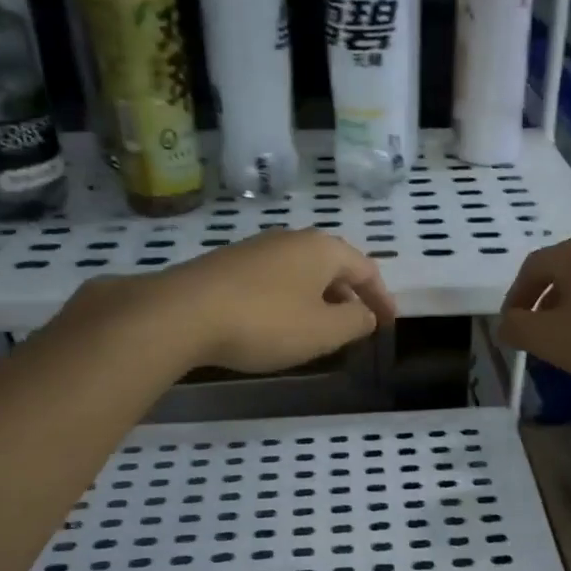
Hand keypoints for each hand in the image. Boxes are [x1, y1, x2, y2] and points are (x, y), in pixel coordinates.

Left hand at [99, 229, 395, 373]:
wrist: (182, 313)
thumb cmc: (265, 322)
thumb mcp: (322, 331)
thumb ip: (354, 322)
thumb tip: (365, 314)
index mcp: (322, 249)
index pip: (365, 269)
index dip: (381, 297)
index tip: (388, 323)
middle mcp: (291, 240)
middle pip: (332, 266)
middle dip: (349, 295)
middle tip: (358, 324)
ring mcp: (256, 249)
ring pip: (301, 272)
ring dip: (319, 298)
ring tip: (321, 326)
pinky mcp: (228, 265)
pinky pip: (274, 280)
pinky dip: (290, 299)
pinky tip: (279, 322)